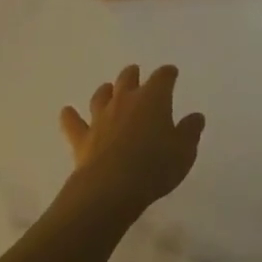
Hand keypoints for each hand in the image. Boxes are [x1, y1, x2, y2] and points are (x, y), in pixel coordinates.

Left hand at [59, 64, 204, 220]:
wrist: (111, 188)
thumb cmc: (154, 166)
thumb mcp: (184, 152)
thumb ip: (190, 131)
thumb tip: (196, 117)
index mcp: (153, 98)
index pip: (163, 77)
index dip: (168, 74)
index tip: (171, 73)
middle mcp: (126, 100)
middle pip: (128, 78)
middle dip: (133, 75)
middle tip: (136, 73)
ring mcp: (101, 117)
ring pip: (102, 95)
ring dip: (106, 91)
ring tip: (108, 90)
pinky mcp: (83, 138)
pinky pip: (74, 123)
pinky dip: (70, 117)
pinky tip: (66, 112)